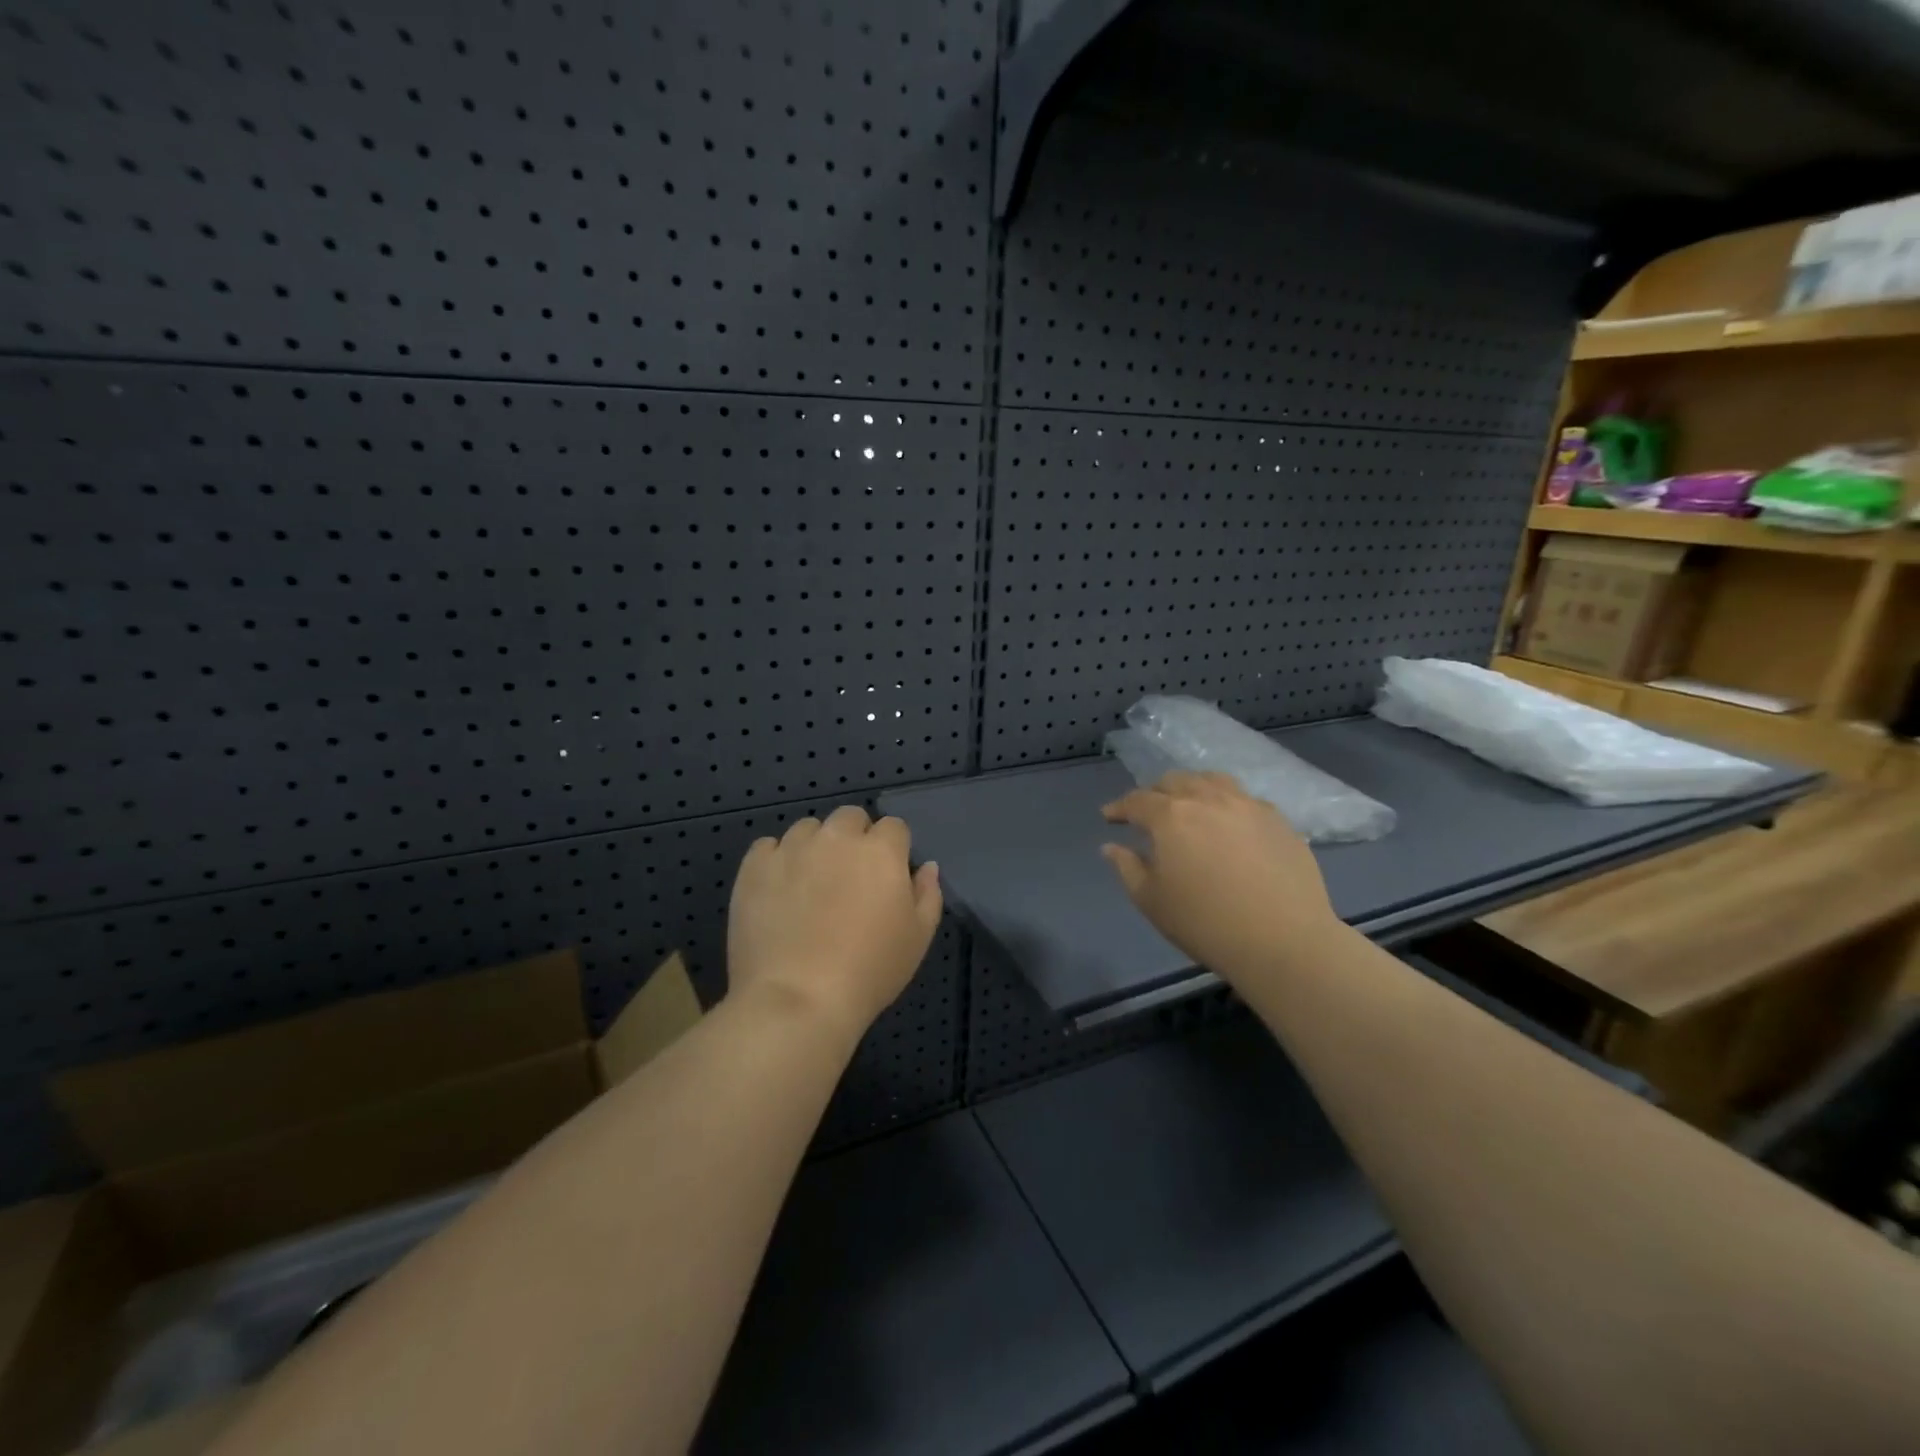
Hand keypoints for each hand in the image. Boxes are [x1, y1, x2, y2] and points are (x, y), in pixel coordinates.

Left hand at [728, 805, 941, 1039]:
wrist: (797, 1000)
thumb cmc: (869, 971)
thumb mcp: (918, 938)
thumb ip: (928, 894)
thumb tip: (925, 866)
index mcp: (880, 850)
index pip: (893, 827)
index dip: (893, 849)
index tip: (887, 878)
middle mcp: (836, 838)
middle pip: (849, 817)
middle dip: (854, 838)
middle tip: (849, 878)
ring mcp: (791, 849)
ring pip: (808, 829)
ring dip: (814, 846)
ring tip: (809, 884)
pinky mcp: (754, 866)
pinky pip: (768, 847)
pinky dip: (776, 861)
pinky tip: (778, 891)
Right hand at [1101, 772, 1340, 980]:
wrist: (1284, 941)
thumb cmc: (1206, 923)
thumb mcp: (1152, 901)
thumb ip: (1127, 868)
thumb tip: (1111, 847)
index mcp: (1171, 816)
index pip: (1137, 800)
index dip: (1119, 807)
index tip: (1109, 816)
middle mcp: (1208, 799)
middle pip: (1175, 781)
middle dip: (1155, 793)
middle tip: (1147, 812)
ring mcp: (1248, 805)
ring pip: (1212, 781)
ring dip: (1192, 788)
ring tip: (1189, 805)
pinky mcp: (1279, 820)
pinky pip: (1245, 799)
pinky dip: (1226, 803)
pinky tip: (1229, 824)